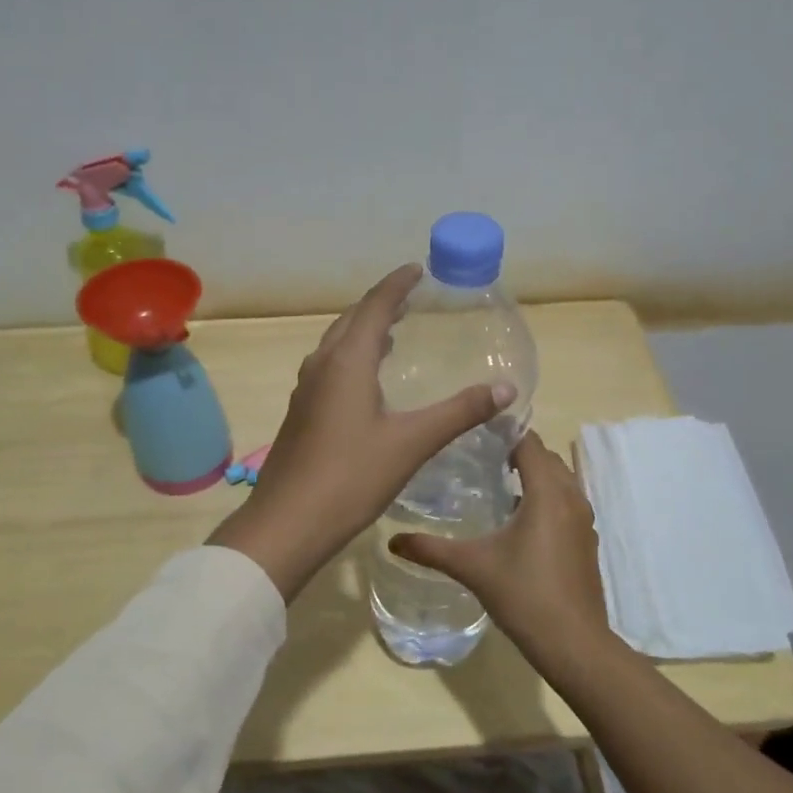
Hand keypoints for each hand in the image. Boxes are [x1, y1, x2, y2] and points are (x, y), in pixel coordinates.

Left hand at [207, 264, 513, 600]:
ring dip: (363, 330)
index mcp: (347, 361)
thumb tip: (505, 389)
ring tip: (392, 332)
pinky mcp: (300, 414)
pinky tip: (365, 381)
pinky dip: (351, 357)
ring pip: (336, 344)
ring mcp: (306, 390)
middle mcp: (322, 366)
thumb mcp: (412, 443)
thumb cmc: (351, 477)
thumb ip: (459, 412)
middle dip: (380, 304)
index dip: (397, 285)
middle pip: (351, 320)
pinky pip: (329, 367)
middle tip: (409, 297)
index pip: (375, 307)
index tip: (417, 269)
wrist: (287, 523)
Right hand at [388, 431, 615, 676]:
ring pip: (560, 480)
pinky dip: (546, 498)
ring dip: (534, 475)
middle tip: (479, 456)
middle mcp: (571, 497)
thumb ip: (431, 549)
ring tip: (497, 482)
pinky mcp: (586, 541)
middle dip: (517, 451)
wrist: (574, 643)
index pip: (529, 442)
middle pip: (546, 458)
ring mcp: (584, 520)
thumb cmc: (524, 594)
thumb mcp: (472, 567)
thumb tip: (392, 541)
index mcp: (547, 492)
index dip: (504, 432)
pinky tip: (519, 520)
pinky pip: (566, 503)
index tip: (474, 432)